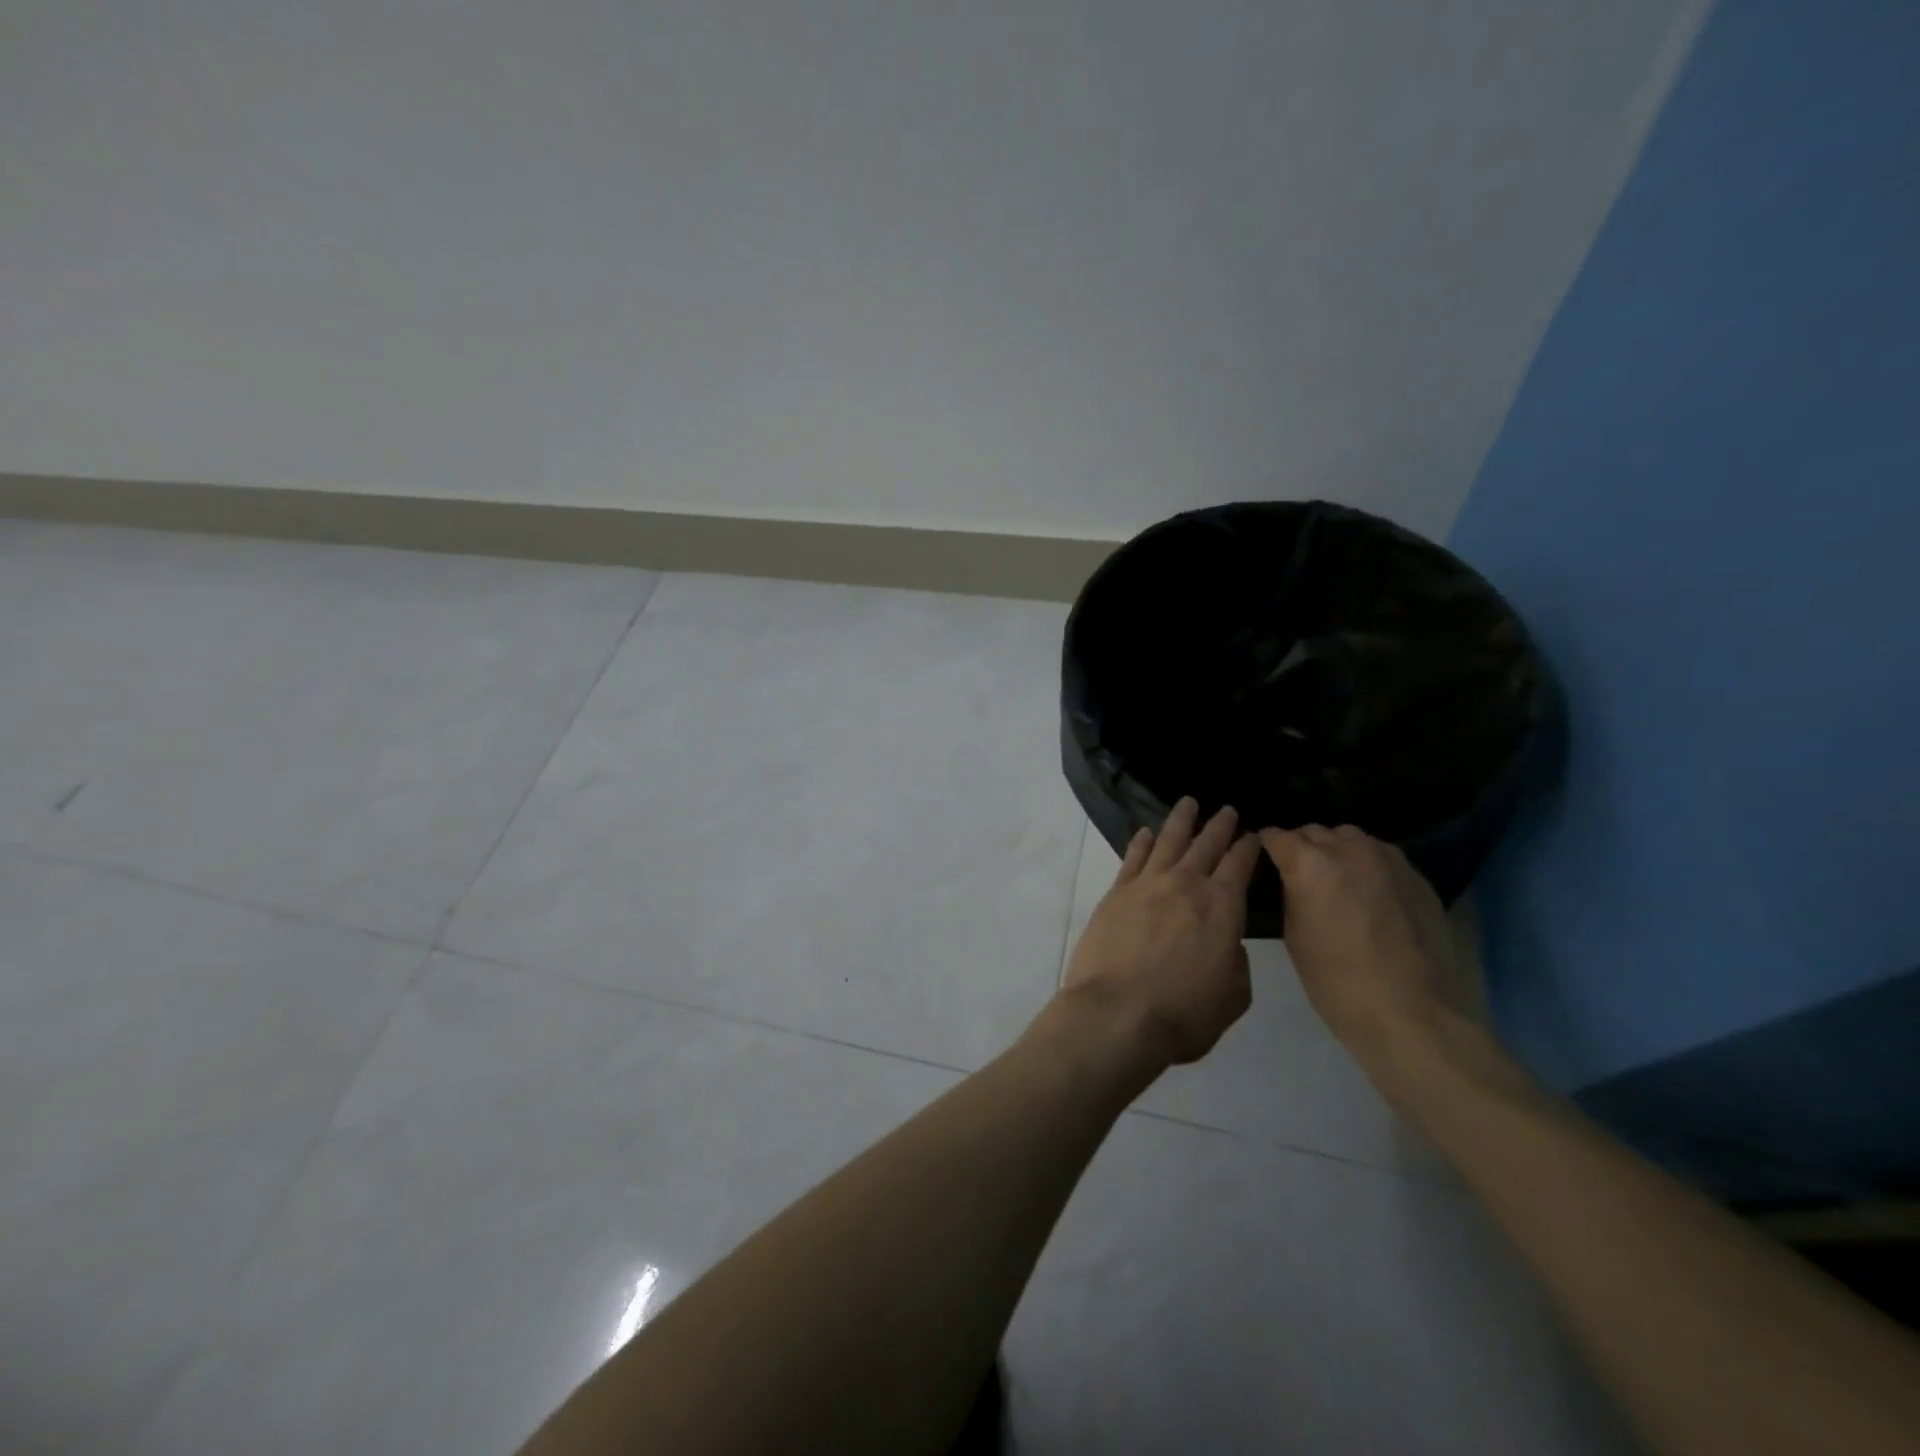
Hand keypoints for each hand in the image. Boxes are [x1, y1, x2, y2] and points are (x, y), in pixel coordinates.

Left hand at [1062, 799, 1261, 1066]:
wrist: (1118, 1013)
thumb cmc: (1184, 1012)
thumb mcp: (1233, 994)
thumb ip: (1235, 960)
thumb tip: (1224, 942)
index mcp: (1222, 906)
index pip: (1240, 865)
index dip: (1248, 847)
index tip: (1253, 834)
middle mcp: (1185, 885)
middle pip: (1206, 845)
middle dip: (1219, 825)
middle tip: (1226, 809)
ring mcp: (1147, 885)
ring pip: (1168, 841)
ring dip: (1180, 820)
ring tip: (1188, 802)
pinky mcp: (1116, 894)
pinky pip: (1132, 858)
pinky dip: (1142, 842)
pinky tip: (1147, 832)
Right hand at [1259, 824, 1472, 1068]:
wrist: (1413, 1014)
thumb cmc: (1337, 982)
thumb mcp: (1294, 936)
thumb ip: (1292, 895)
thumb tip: (1294, 880)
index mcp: (1309, 863)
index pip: (1276, 836)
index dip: (1267, 846)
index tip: (1265, 859)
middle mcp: (1348, 849)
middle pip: (1315, 831)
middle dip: (1303, 847)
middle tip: (1300, 875)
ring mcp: (1388, 859)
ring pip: (1351, 838)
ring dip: (1337, 851)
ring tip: (1337, 881)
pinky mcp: (1417, 876)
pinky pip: (1382, 857)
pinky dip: (1368, 867)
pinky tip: (1371, 896)